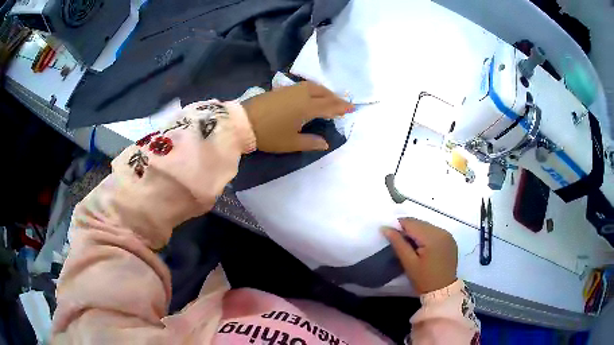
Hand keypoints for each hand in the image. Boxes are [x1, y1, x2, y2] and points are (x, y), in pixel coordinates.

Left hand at [242, 81, 353, 152]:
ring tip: (330, 98)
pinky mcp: (282, 89)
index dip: (341, 107)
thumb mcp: (291, 142)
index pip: (329, 106)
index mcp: (307, 107)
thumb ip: (310, 142)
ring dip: (325, 91)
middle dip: (335, 98)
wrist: (243, 122)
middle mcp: (302, 94)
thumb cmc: (269, 134)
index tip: (352, 108)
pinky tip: (312, 94)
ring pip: (314, 86)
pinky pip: (304, 86)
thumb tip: (326, 143)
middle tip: (343, 103)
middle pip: (323, 93)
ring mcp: (291, 90)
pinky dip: (314, 89)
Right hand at [383, 218, 457, 293]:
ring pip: (427, 226)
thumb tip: (385, 228)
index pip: (412, 223)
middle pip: (420, 223)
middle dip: (407, 229)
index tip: (389, 234)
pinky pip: (434, 231)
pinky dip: (425, 235)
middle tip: (398, 241)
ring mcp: (448, 235)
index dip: (398, 226)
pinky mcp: (450, 240)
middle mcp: (442, 231)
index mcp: (432, 237)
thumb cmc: (424, 279)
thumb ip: (398, 243)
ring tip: (409, 245)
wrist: (443, 291)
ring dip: (416, 232)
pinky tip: (421, 246)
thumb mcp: (409, 263)